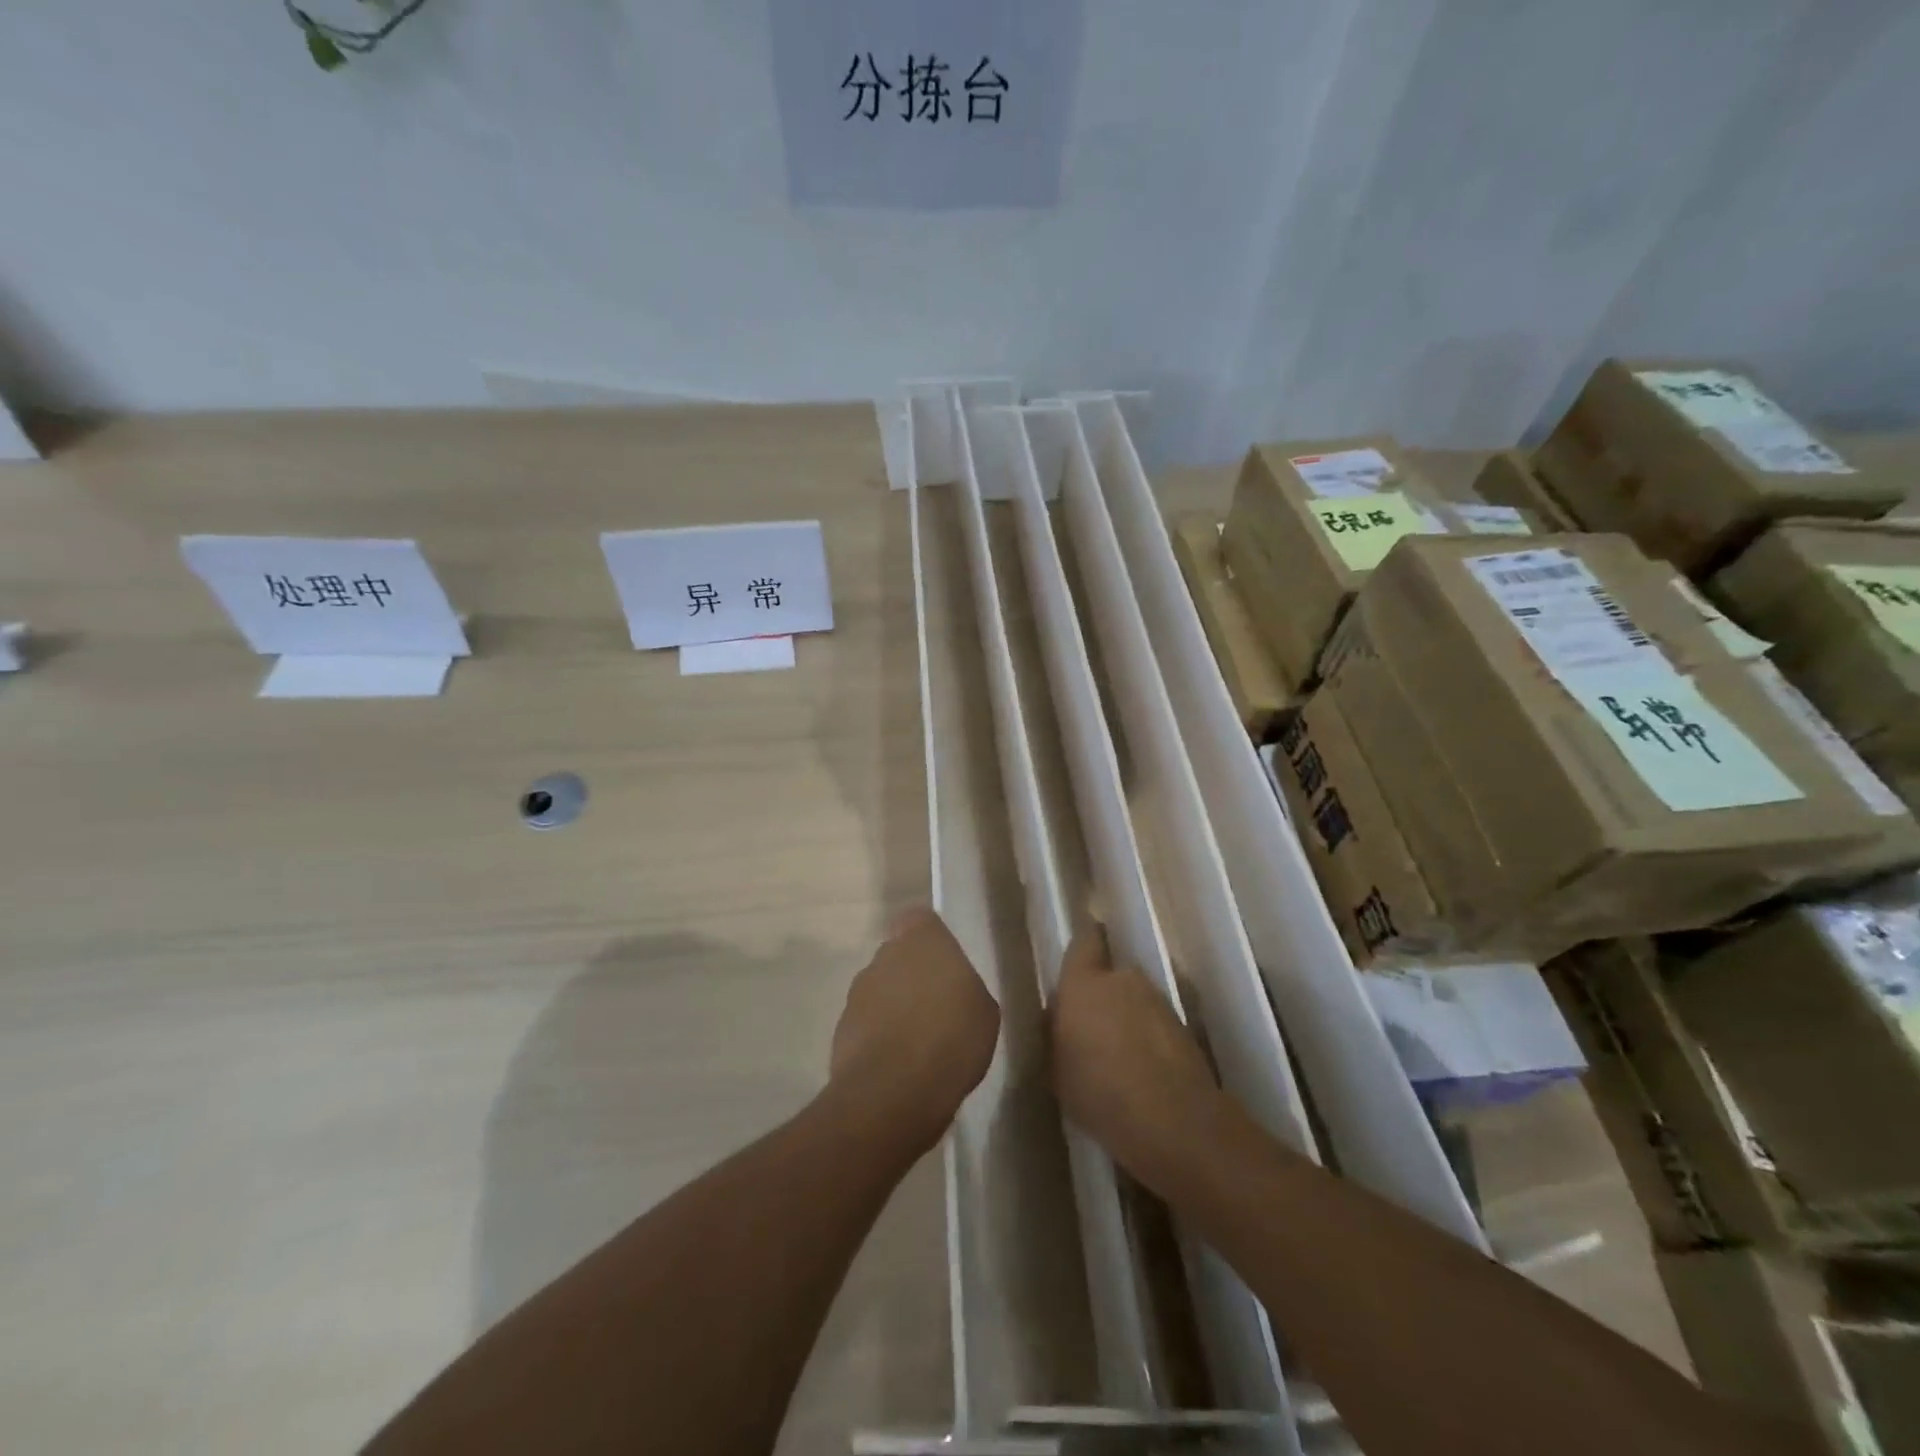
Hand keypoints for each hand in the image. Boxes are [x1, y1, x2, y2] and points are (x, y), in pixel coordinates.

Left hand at [830, 907, 999, 1149]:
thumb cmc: (951, 1038)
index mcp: (922, 940)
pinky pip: (867, 1022)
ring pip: (880, 989)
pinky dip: (879, 1036)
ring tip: (918, 1043)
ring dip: (894, 1006)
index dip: (931, 940)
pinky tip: (899, 1065)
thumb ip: (965, 987)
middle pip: (898, 954)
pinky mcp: (841, 1027)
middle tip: (937, 1007)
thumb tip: (953, 992)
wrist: (893, 1091)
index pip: (920, 919)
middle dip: (912, 974)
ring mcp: (858, 991)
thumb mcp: (984, 1011)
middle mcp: (885, 955)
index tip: (946, 965)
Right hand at [1050, 922, 1223, 1182]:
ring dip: (1127, 1018)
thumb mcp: (1057, 1070)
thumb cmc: (1100, 1094)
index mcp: (1083, 984)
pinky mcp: (1184, 1027)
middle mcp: (1122, 980)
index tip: (1078, 960)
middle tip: (1092, 1030)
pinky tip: (1143, 1072)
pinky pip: (1155, 1024)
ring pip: (1134, 1000)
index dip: (1083, 948)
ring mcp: (1158, 1001)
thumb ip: (1055, 1033)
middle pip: (1110, 976)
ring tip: (1119, 1057)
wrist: (1175, 1122)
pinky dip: (1149, 1039)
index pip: (1083, 943)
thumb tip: (1058, 1016)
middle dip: (1103, 996)